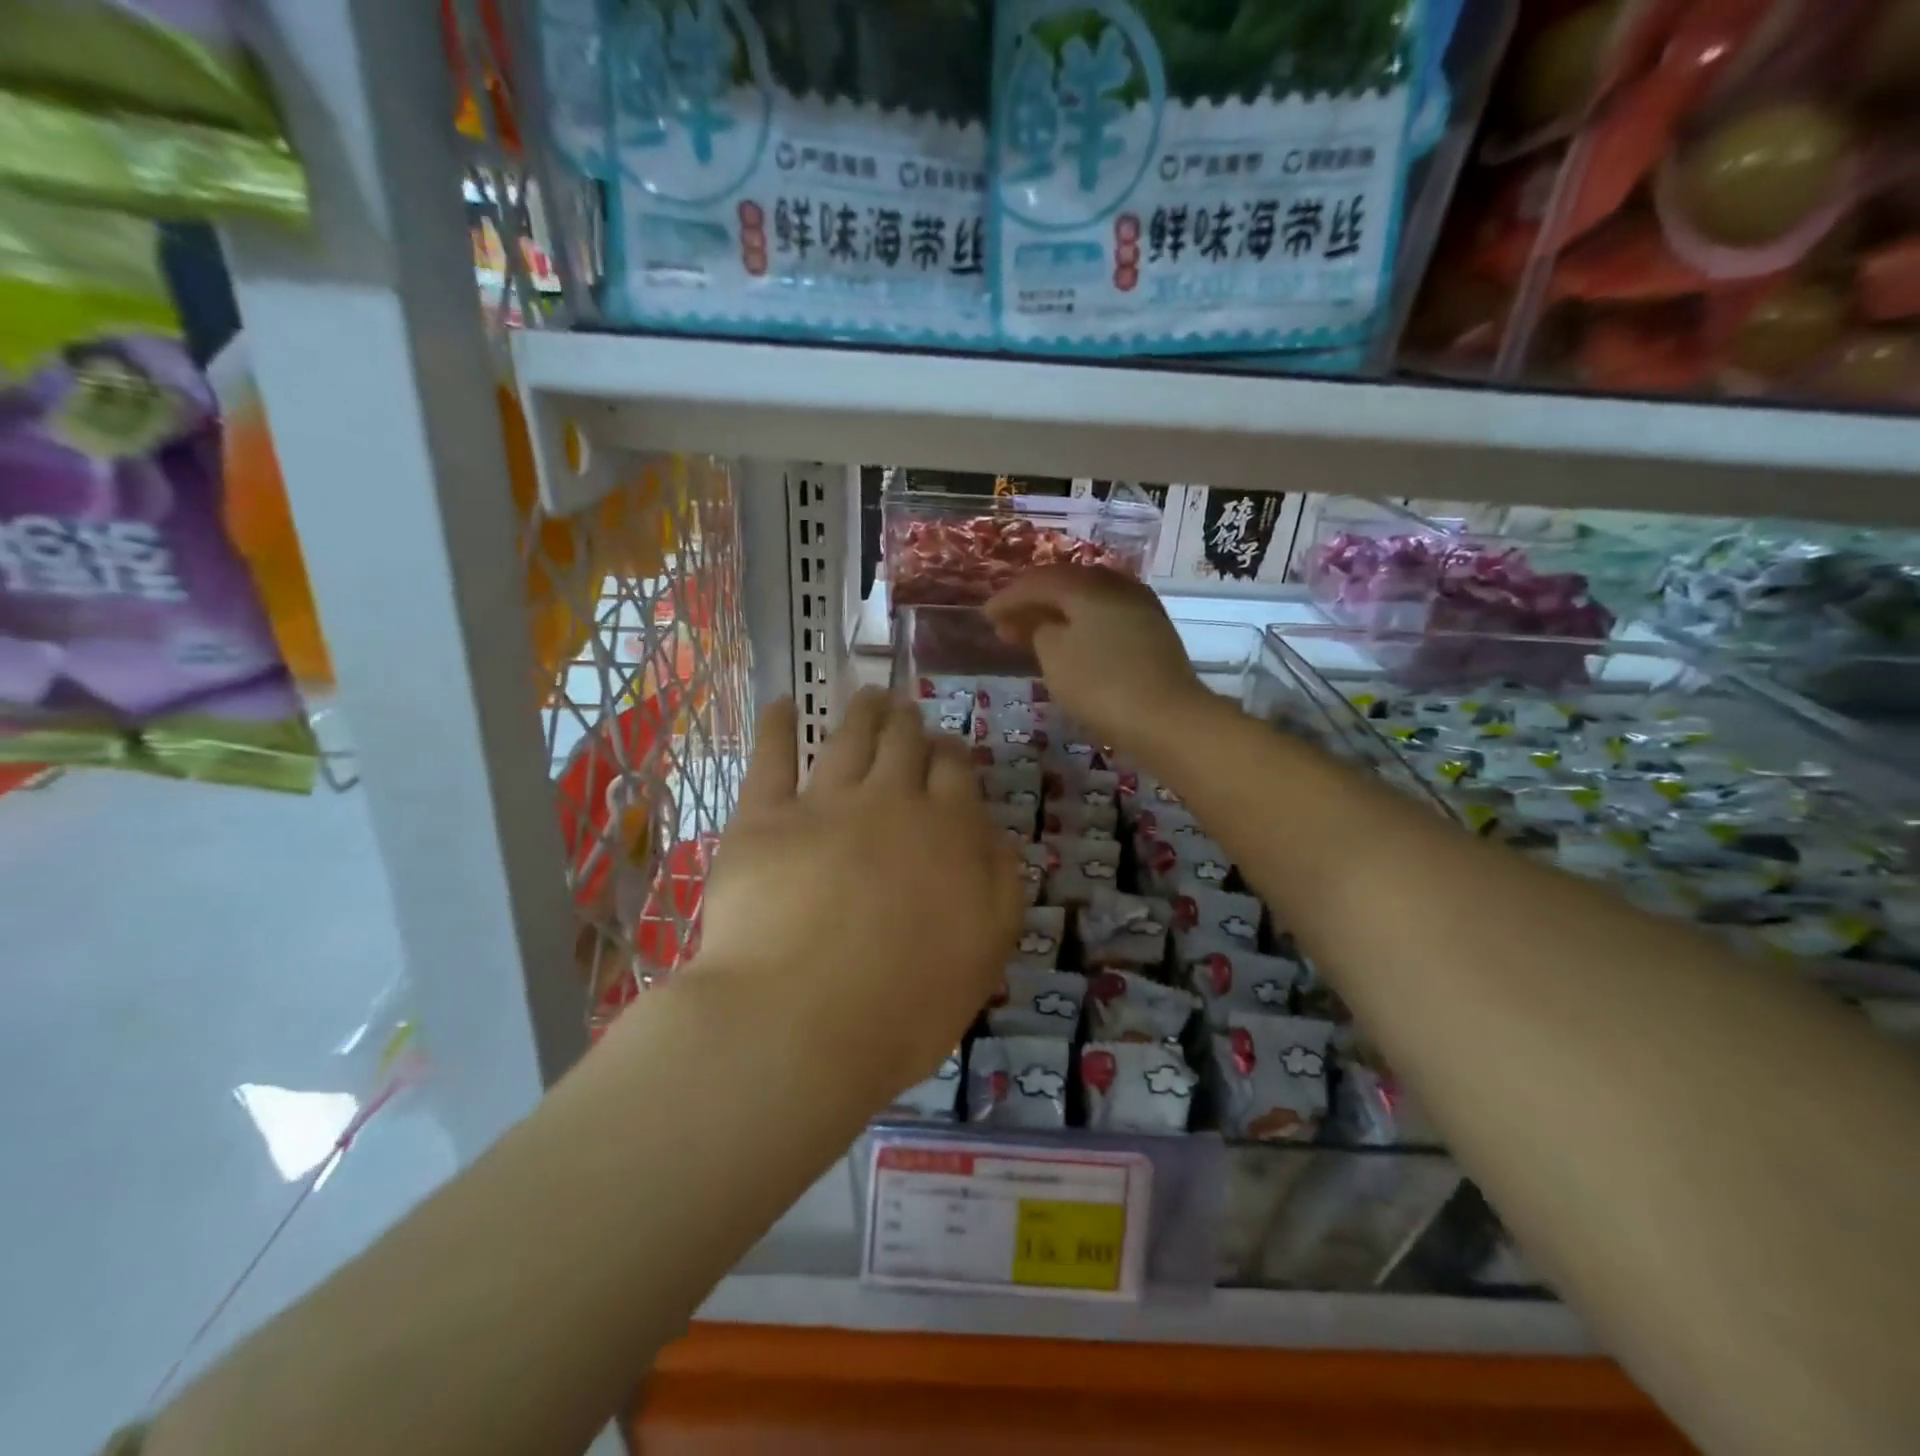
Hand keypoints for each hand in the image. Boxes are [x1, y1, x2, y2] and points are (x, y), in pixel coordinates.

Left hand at [697, 689, 1024, 1095]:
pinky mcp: (763, 818)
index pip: (956, 772)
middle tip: (906, 710)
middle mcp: (891, 801)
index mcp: (948, 831)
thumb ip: (999, 883)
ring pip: (849, 738)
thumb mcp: (984, 951)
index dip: (952, 754)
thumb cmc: (904, 1002)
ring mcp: (824, 803)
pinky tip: (783, 704)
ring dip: (863, 712)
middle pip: (905, 743)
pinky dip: (778, 725)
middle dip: (909, 722)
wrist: (799, 1021)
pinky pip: (771, 757)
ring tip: (868, 696)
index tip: (947, 749)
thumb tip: (994, 833)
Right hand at [985, 566, 1214, 750]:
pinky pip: (1105, 617)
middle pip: (1065, 585)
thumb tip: (1042, 623)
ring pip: (1087, 601)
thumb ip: (1039, 631)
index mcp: (1087, 585)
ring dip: (1056, 615)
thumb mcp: (1055, 657)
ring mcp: (1139, 607)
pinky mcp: (1152, 632)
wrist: (1169, 719)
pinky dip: (1080, 626)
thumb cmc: (1101, 685)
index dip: (1007, 598)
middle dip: (1032, 603)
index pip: (1037, 581)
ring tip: (1033, 636)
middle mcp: (1116, 585)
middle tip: (1005, 625)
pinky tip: (1070, 644)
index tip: (985, 617)